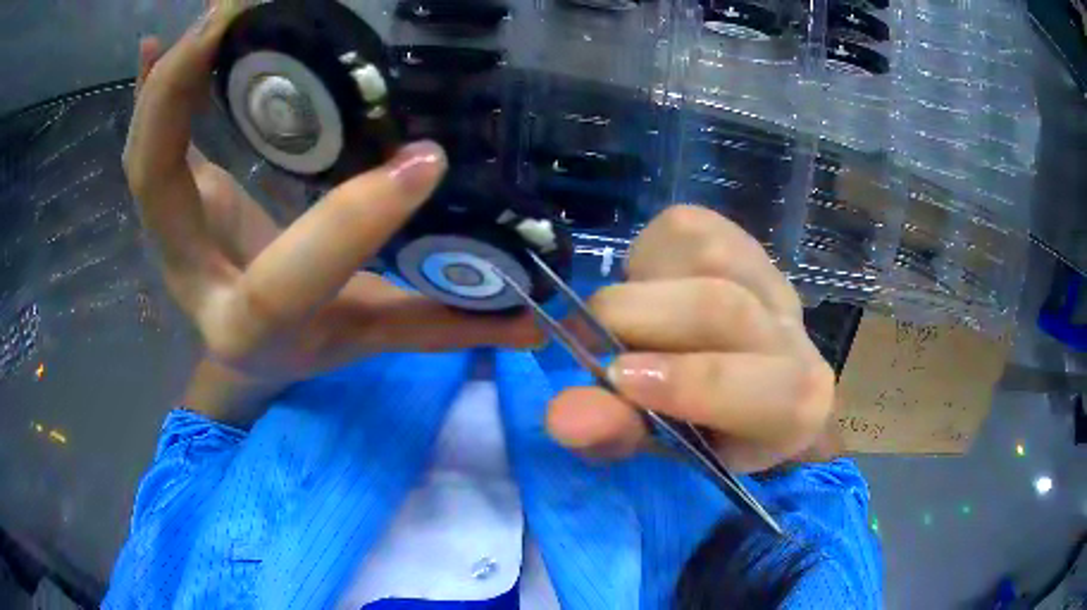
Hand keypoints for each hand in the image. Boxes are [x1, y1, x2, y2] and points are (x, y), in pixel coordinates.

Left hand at [125, 4, 539, 390]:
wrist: (245, 356)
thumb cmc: (301, 349)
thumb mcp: (367, 338)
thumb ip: (440, 327)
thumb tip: (532, 322)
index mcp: (248, 328)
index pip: (280, 286)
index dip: (348, 226)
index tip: (423, 165)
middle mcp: (192, 279)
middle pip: (156, 188)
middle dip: (179, 98)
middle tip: (227, 18)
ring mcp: (171, 238)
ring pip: (145, 158)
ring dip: (165, 81)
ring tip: (213, 14)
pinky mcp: (173, 204)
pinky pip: (149, 144)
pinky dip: (148, 90)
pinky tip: (154, 45)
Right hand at [546, 206, 835, 472]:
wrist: (738, 377)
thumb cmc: (703, 426)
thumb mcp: (660, 447)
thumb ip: (617, 433)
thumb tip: (562, 415)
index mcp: (794, 406)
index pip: (770, 389)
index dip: (689, 382)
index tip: (613, 377)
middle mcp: (792, 335)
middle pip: (721, 308)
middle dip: (636, 319)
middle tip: (588, 341)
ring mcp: (769, 278)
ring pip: (704, 254)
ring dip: (640, 285)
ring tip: (625, 317)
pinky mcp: (739, 239)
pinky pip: (687, 227)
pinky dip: (646, 255)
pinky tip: (646, 284)